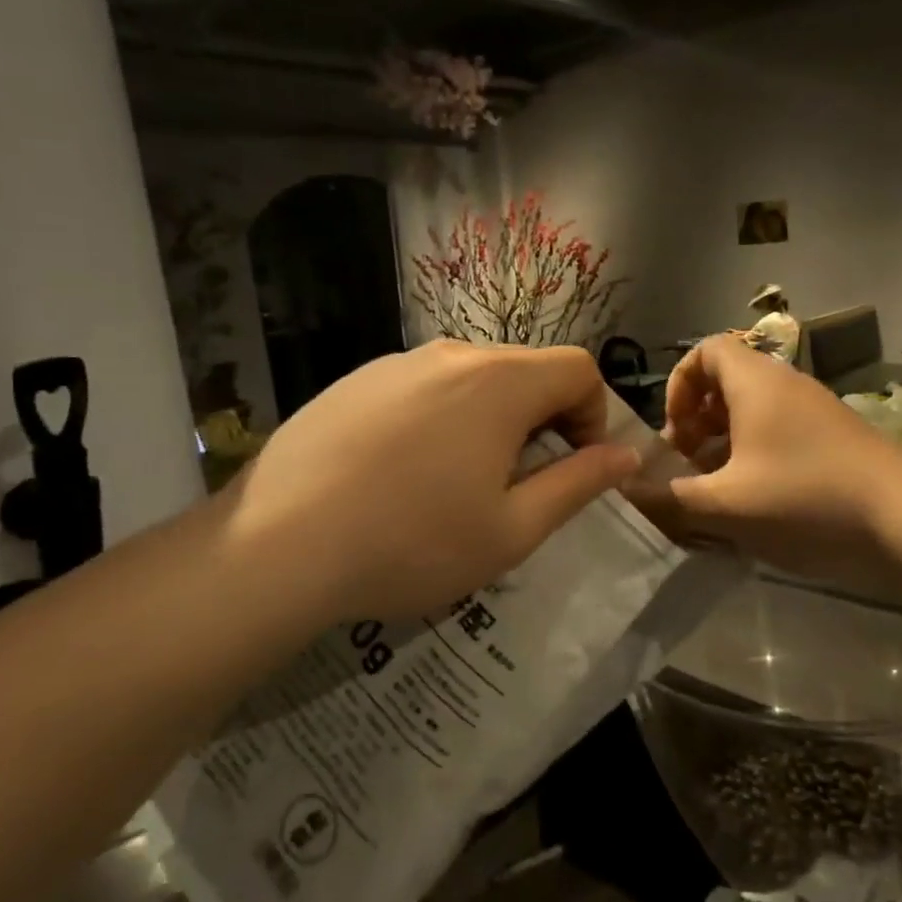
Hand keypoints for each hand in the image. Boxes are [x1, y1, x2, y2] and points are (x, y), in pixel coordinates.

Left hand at [212, 341, 638, 637]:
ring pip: (473, 377)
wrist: (275, 547)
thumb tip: (625, 456)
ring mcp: (395, 363)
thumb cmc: (412, 543)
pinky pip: (423, 386)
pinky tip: (405, 472)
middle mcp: (451, 355)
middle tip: (520, 482)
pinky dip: (441, 417)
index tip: (573, 466)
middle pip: (526, 369)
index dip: (594, 414)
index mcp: (500, 383)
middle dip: (545, 418)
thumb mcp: (512, 529)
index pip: (578, 368)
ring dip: (492, 418)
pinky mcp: (354, 381)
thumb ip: (579, 484)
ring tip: (460, 482)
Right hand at [622, 335, 901, 588]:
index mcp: (756, 383)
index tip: (674, 432)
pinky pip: (781, 430)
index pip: (705, 350)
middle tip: (689, 465)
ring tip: (717, 488)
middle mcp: (786, 384)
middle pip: (727, 381)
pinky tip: (758, 500)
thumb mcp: (726, 505)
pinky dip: (757, 454)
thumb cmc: (806, 501)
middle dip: (697, 420)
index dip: (678, 385)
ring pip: (755, 410)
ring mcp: (816, 409)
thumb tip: (628, 489)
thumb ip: (671, 496)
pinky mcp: (837, 436)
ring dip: (726, 441)